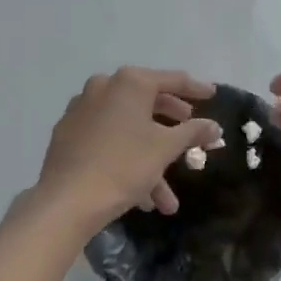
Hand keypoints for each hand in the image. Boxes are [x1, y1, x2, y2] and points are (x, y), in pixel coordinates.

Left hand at [33, 67, 220, 232]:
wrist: (67, 200)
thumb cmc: (123, 165)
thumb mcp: (165, 148)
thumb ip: (193, 132)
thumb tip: (214, 126)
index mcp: (129, 82)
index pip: (172, 80)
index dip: (195, 89)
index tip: (212, 94)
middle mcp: (103, 87)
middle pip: (147, 102)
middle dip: (172, 127)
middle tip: (190, 134)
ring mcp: (81, 109)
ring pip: (127, 129)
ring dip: (150, 159)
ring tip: (166, 199)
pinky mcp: (68, 134)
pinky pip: (106, 140)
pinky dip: (126, 158)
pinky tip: (140, 195)